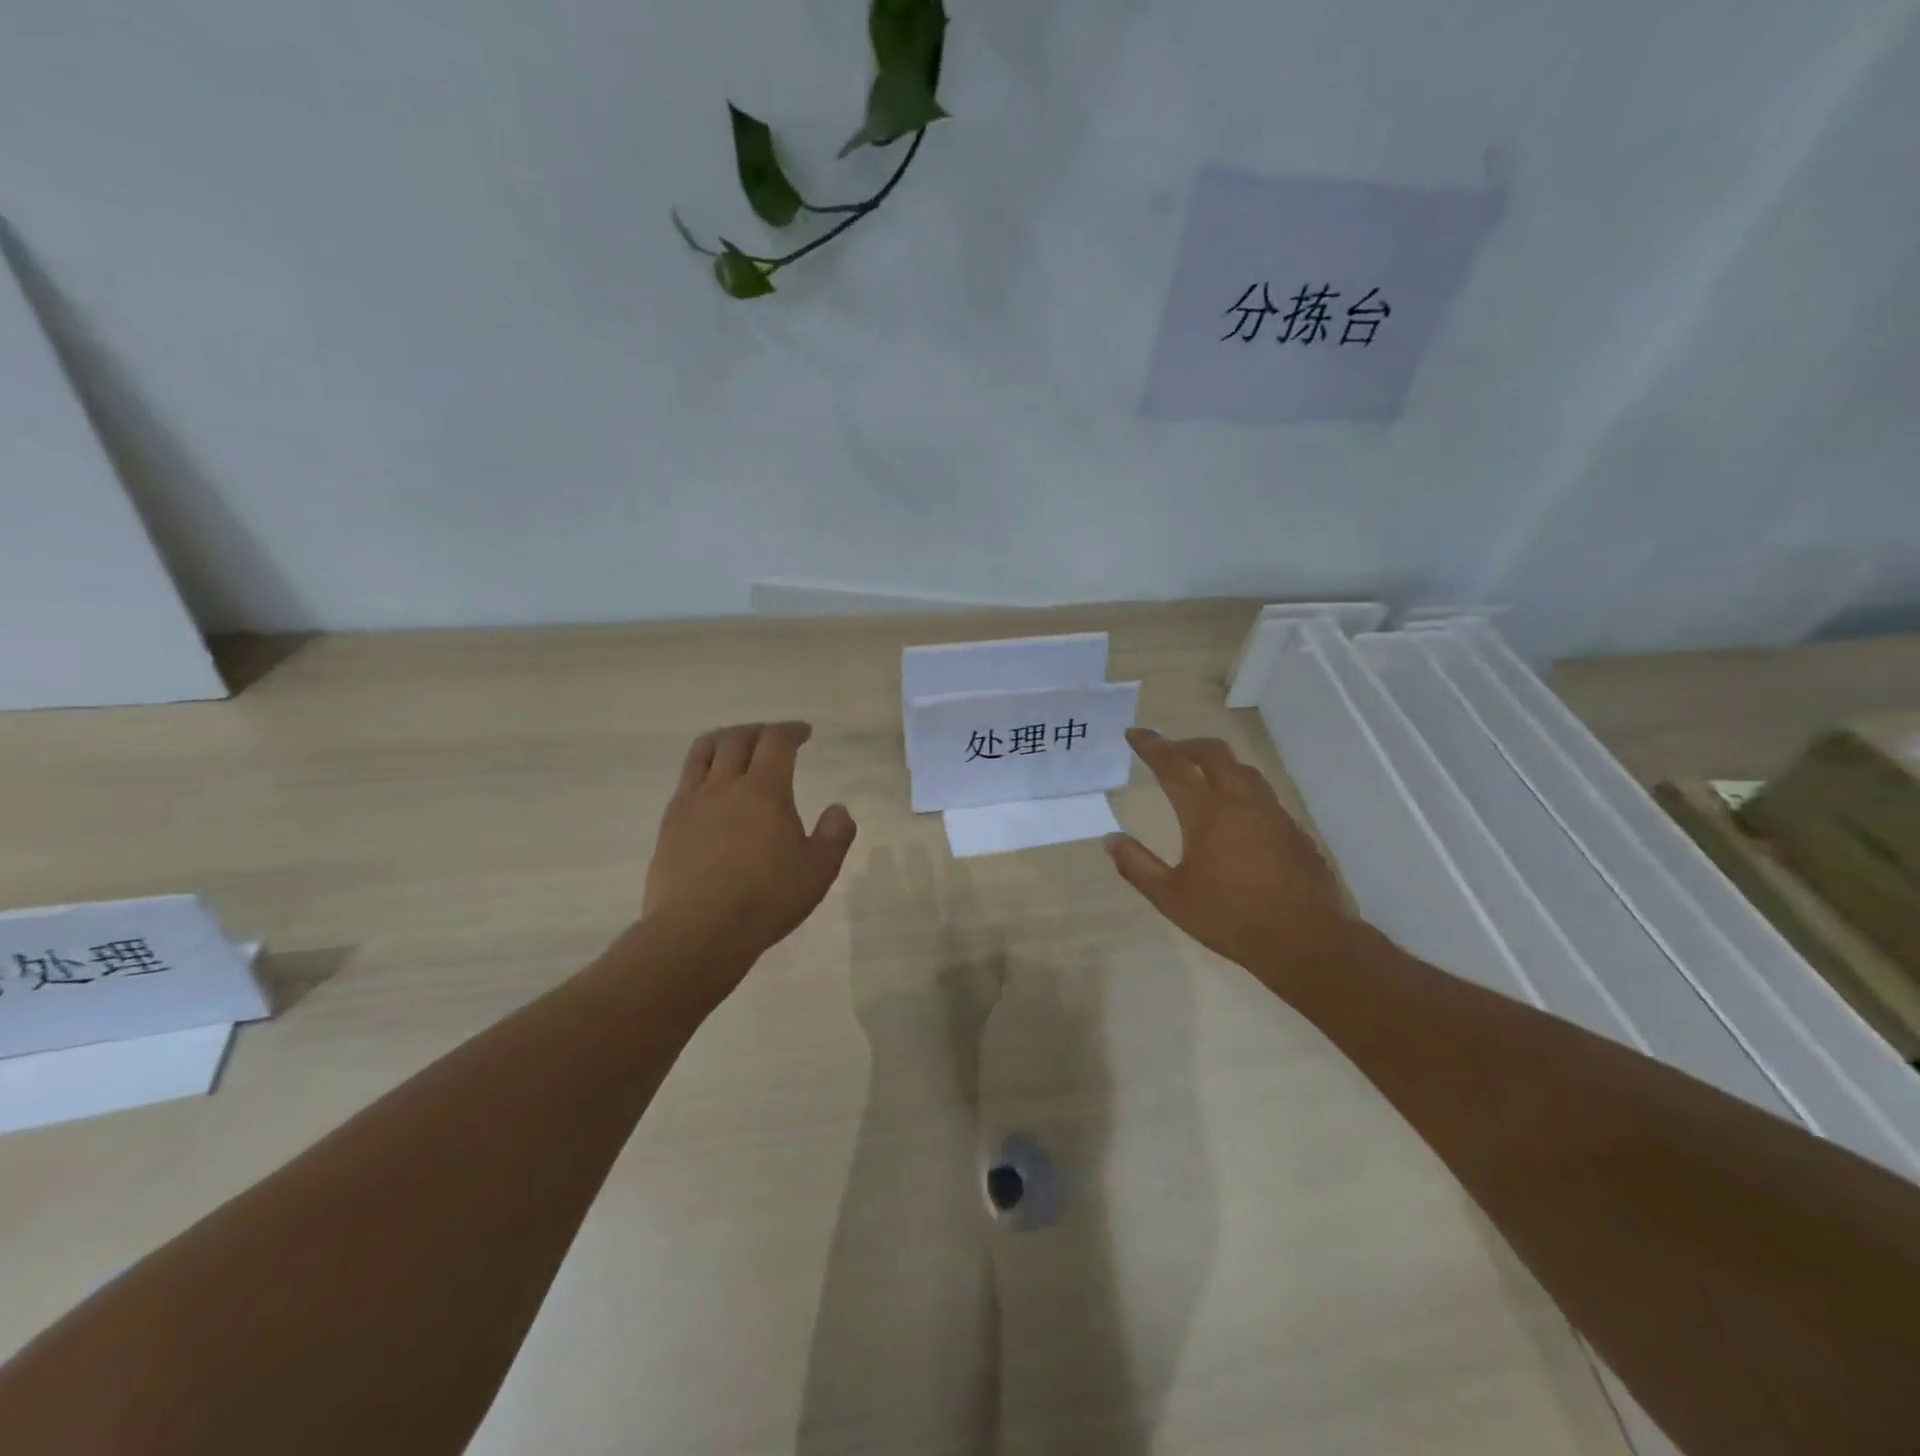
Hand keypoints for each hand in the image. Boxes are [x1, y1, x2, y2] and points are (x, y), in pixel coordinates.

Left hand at [642, 722, 857, 969]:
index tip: (803, 732)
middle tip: (772, 737)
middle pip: (737, 738)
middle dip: (759, 730)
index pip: (776, 742)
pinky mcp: (669, 825)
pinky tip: (710, 788)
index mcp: (765, 790)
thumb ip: (835, 835)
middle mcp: (725, 786)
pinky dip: (702, 769)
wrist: (698, 931)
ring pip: (703, 752)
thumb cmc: (766, 899)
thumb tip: (838, 809)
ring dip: (725, 740)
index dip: (791, 731)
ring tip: (735, 746)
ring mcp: (691, 803)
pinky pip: (685, 781)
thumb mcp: (818, 871)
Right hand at [1107, 728, 1354, 986]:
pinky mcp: (1294, 831)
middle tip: (1169, 752)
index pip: (1173, 766)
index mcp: (1207, 814)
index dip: (1151, 746)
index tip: (1135, 733)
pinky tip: (1237, 819)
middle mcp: (1242, 802)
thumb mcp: (1171, 898)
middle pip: (1214, 753)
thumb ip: (1137, 866)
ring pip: (1244, 771)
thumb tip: (1110, 839)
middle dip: (1187, 745)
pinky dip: (1242, 793)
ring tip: (1202, 778)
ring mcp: (1273, 814)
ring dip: (1218, 765)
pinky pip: (1264, 797)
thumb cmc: (1230, 918)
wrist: (1306, 940)